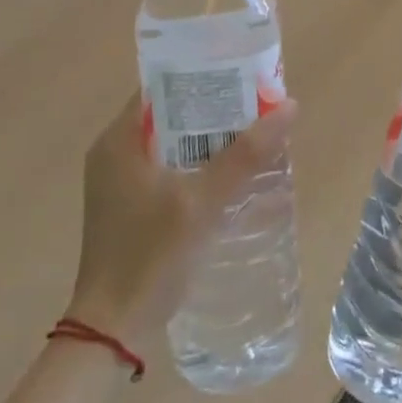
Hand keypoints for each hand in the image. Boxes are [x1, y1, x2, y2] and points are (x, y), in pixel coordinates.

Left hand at [63, 95, 294, 351]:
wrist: (112, 331)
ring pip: (171, 142)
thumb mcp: (202, 202)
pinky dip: (197, 163)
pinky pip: (168, 167)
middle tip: (257, 102)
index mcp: (118, 140)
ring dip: (208, 137)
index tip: (241, 72)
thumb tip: (290, 106)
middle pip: (169, 113)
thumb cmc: (150, 256)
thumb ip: (245, 155)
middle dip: (213, 107)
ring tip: (253, 130)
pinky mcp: (130, 205)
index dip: (202, 74)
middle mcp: (114, 152)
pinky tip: (230, 171)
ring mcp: (120, 181)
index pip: (161, 86)